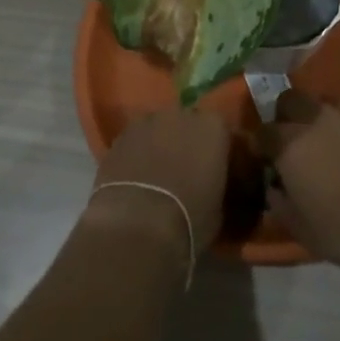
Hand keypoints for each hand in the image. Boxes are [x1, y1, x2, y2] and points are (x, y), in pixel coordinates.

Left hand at [86, 106, 231, 264]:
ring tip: (156, 174)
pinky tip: (134, 177)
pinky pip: (134, 141)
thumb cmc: (189, 219)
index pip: (221, 129)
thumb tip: (209, 184)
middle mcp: (180, 115)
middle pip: (186, 123)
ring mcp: (146, 122)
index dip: (216, 148)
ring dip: (158, 144)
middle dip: (186, 141)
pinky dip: (135, 154)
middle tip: (185, 169)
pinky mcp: (118, 136)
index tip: (215, 168)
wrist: (138, 225)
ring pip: (157, 128)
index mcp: (212, 127)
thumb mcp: (218, 207)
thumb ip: (215, 182)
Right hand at [259, 90, 339, 274]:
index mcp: (289, 144)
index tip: (266, 159)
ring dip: (316, 116)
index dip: (261, 145)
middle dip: (286, 115)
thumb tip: (274, 188)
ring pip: (321, 102)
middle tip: (292, 140)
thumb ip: (280, 203)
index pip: (263, 132)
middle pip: (290, 100)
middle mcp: (314, 121)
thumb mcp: (301, 228)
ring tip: (323, 139)